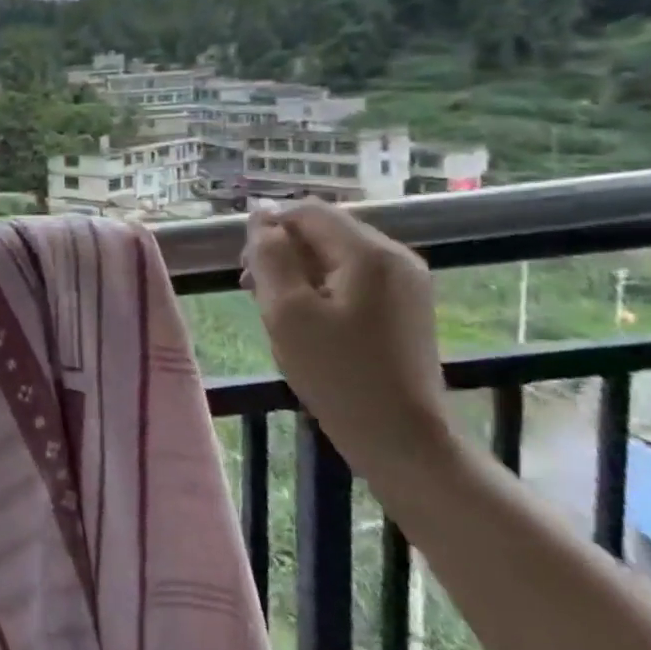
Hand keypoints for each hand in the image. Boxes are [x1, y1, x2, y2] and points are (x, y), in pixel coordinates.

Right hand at [241, 200, 449, 464]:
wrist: (401, 437)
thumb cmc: (337, 374)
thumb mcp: (288, 312)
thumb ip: (270, 257)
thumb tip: (260, 217)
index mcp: (369, 252)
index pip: (308, 212)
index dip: (268, 228)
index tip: (244, 269)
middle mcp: (395, 256)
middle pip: (324, 231)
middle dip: (283, 251)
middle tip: (254, 291)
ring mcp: (406, 282)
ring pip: (337, 254)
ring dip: (300, 270)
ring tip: (276, 309)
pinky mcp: (406, 306)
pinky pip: (354, 278)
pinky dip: (323, 287)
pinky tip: (308, 320)